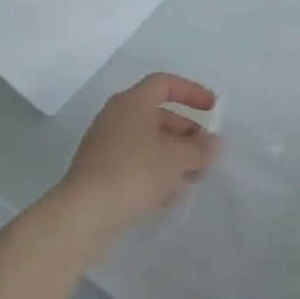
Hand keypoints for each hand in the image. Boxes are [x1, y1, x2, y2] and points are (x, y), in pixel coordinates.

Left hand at [61, 73, 221, 232]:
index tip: (213, 110)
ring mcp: (106, 147)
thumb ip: (200, 148)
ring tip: (195, 178)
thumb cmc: (135, 171)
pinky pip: (136, 164)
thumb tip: (215, 143)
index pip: (165, 84)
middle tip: (206, 152)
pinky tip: (171, 195)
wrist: (84, 214)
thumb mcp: (177, 157)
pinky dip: (156, 173)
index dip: (192, 92)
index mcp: (132, 102)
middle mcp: (116, 118)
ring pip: (148, 143)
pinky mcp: (101, 174)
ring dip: (174, 157)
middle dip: (187, 133)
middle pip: (159, 116)